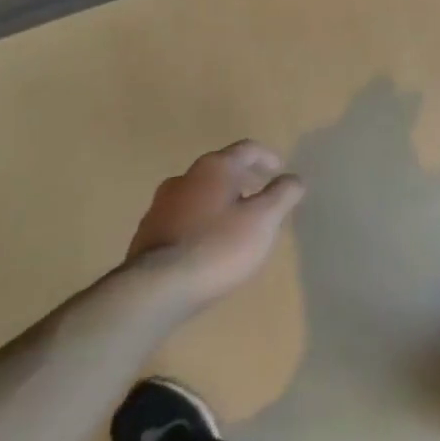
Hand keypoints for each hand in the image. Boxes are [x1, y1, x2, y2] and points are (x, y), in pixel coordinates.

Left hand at [125, 140, 303, 309]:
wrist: (154, 291)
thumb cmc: (218, 247)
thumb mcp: (264, 220)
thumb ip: (283, 195)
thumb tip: (294, 178)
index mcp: (215, 167)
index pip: (247, 149)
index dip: (267, 157)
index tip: (279, 170)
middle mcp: (185, 177)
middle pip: (220, 169)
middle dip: (242, 179)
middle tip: (259, 196)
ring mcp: (160, 206)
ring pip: (198, 194)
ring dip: (218, 202)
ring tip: (233, 224)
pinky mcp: (145, 235)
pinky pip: (181, 218)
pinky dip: (198, 223)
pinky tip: (205, 246)